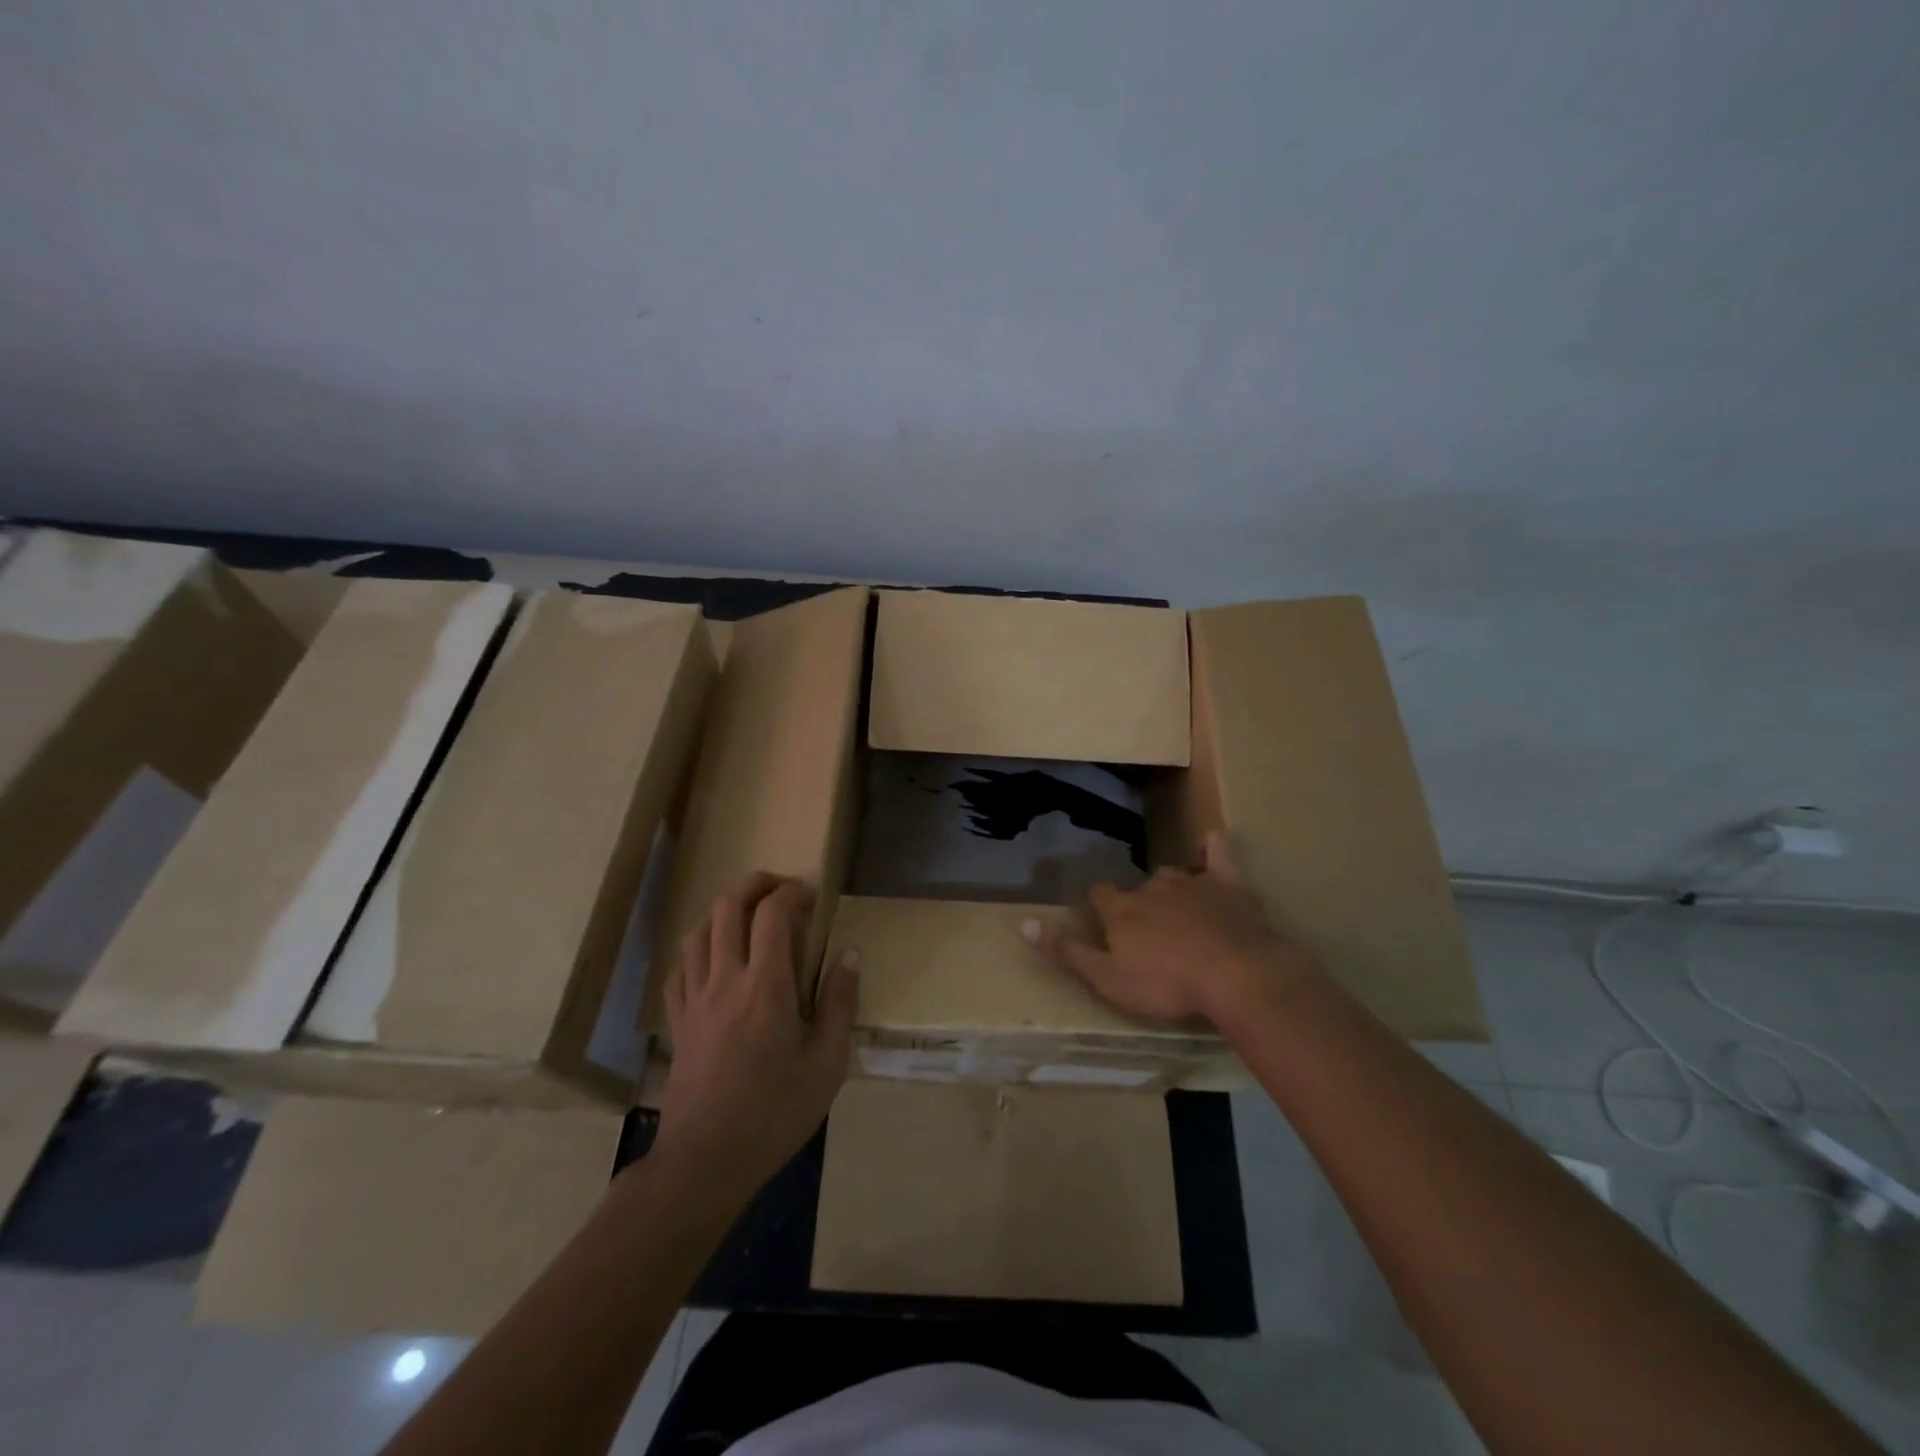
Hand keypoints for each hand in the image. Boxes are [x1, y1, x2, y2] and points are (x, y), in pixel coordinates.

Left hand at [653, 874, 858, 1209]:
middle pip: (727, 906)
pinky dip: (698, 947)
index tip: (811, 897)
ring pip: (698, 930)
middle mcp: (724, 980)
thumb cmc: (775, 1114)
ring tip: (749, 917)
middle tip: (780, 889)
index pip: (772, 913)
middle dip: (754, 884)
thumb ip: (839, 1003)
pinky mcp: (677, 1020)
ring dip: (724, 911)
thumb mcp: (826, 1064)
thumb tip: (850, 954)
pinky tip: (714, 958)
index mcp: (765, 986)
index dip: (792, 893)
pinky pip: (679, 967)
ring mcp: (694, 999)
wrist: (705, 1162)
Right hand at [1027, 831, 1316, 1026]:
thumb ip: (1068, 951)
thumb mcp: (1108, 978)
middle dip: (1140, 903)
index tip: (1104, 922)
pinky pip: (1218, 854)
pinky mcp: (1229, 884)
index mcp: (1122, 909)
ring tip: (1178, 908)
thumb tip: (1024, 923)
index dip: (1100, 907)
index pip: (1100, 895)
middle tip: (1149, 930)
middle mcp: (1152, 887)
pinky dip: (1212, 848)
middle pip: (1139, 887)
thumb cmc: (1167, 983)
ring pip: (1174, 874)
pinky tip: (1211, 843)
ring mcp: (1192, 882)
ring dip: (1172, 887)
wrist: (1236, 975)